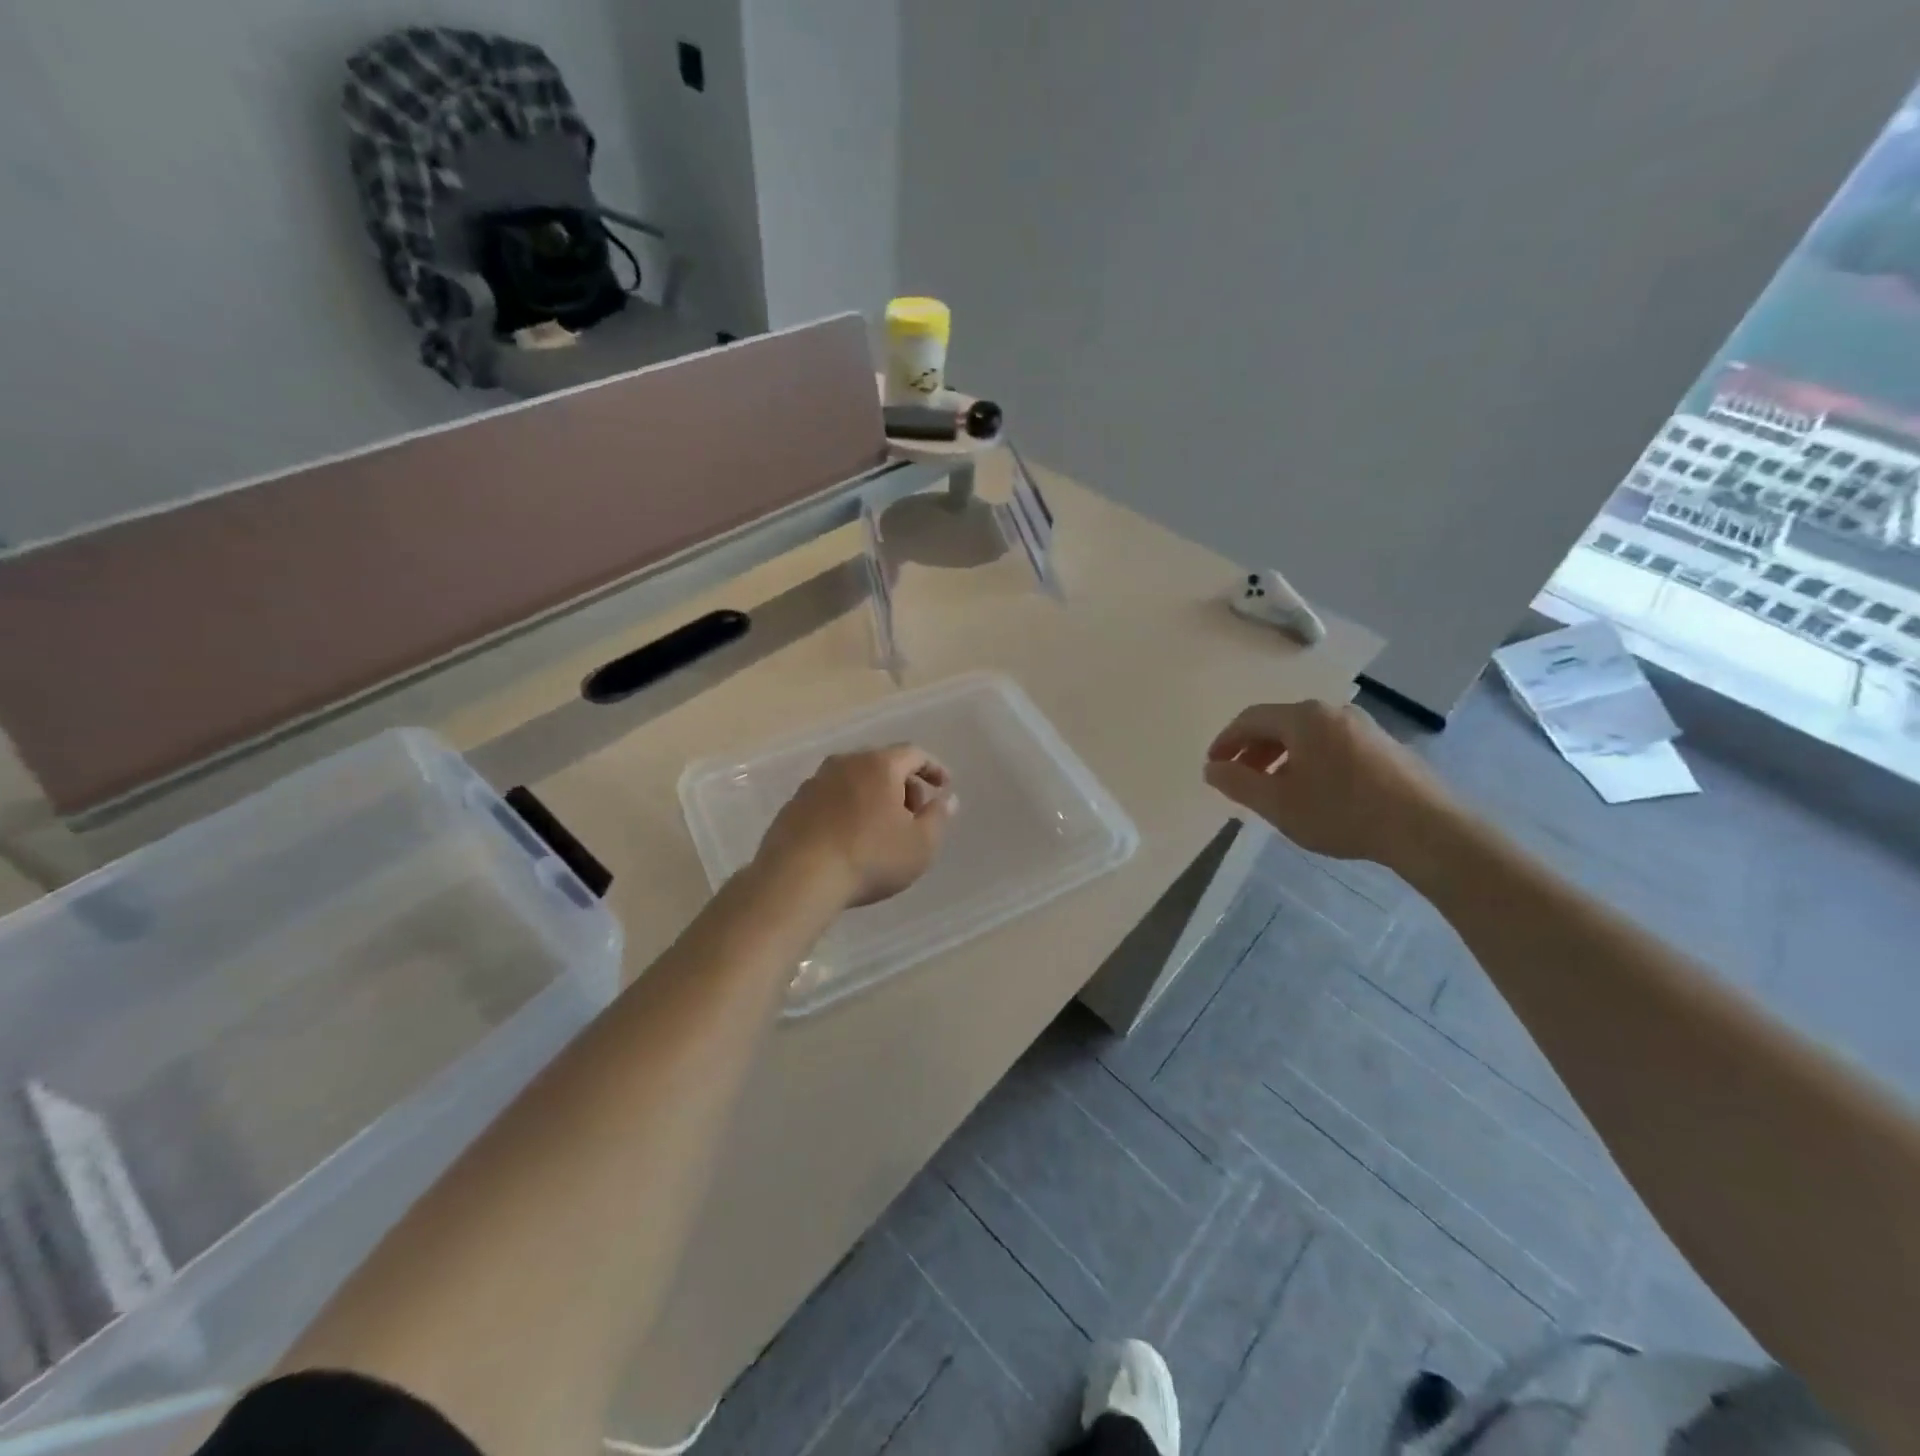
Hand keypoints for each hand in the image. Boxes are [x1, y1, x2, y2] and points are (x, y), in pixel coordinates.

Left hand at [757, 745, 954, 907]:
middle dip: (904, 785)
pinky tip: (849, 838)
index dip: (933, 768)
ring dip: (873, 797)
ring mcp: (814, 782)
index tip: (944, 786)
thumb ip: (938, 817)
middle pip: (882, 764)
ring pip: (854, 781)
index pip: (914, 753)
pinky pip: (830, 799)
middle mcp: (845, 763)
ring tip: (881, 829)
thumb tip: (947, 799)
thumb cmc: (870, 858)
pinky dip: (846, 810)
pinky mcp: (793, 805)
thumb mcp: (921, 845)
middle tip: (914, 814)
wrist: (797, 879)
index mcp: (879, 765)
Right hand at [1203, 700, 1456, 867]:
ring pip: (1307, 735)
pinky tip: (1313, 791)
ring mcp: (1363, 726)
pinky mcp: (1384, 746)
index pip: (1250, 719)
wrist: (1426, 828)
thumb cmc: (1342, 812)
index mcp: (1303, 718)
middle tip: (1239, 778)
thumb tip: (1211, 768)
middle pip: (1279, 723)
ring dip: (1280, 757)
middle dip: (1252, 750)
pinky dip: (1309, 761)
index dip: (1226, 741)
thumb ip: (1237, 783)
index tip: (1213, 766)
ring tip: (1273, 788)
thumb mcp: (1278, 803)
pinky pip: (1331, 744)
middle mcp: (1332, 711)